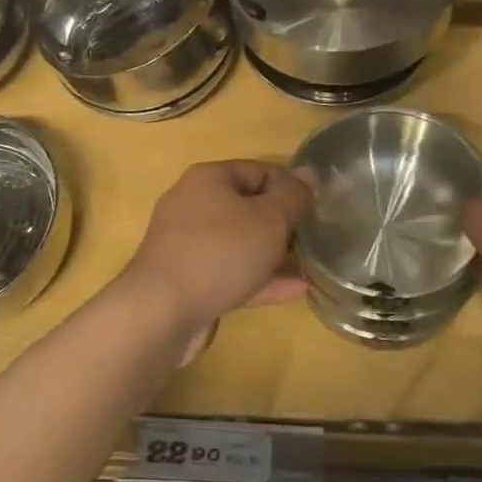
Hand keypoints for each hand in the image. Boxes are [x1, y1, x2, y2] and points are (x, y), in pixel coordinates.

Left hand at [125, 160, 311, 329]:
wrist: (162, 311)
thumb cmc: (220, 251)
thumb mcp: (269, 218)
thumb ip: (293, 195)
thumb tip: (308, 173)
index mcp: (209, 179)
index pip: (259, 170)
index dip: (291, 186)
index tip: (319, 206)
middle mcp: (194, 206)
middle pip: (248, 207)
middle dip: (283, 222)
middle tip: (318, 237)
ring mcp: (189, 246)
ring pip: (241, 243)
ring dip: (275, 254)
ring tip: (314, 265)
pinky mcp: (190, 281)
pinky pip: (232, 273)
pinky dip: (261, 279)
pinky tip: (298, 290)